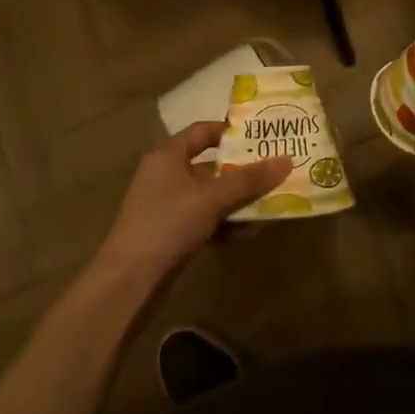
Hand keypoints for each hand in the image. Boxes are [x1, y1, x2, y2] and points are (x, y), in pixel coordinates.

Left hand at [95, 122, 291, 279]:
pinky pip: (205, 219)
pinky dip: (225, 223)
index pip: (202, 132)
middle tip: (274, 169)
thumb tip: (286, 160)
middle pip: (210, 165)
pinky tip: (249, 231)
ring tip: (270, 201)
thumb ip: (248, 180)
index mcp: (168, 156)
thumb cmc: (167, 224)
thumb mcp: (211, 198)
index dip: (230, 131)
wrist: (128, 282)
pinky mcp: (171, 234)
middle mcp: (166, 176)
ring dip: (237, 200)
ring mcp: (168, 207)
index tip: (261, 137)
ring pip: (210, 195)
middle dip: (242, 170)